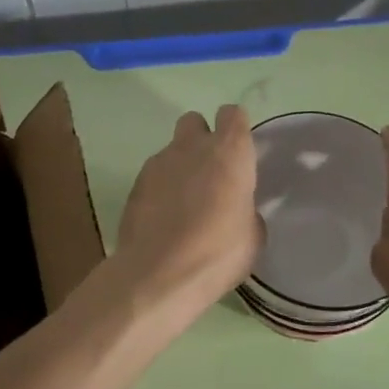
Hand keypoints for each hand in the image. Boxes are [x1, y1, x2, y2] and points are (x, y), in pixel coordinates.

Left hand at [111, 105, 259, 320]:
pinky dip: (161, 189)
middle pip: (195, 122)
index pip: (233, 115)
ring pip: (172, 150)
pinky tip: (165, 219)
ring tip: (185, 204)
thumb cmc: (218, 252)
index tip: (239, 153)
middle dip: (202, 139)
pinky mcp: (135, 184)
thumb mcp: (252, 235)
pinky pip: (154, 175)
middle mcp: (192, 147)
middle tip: (210, 173)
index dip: (236, 129)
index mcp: (229, 152)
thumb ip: (245, 208)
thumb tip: (237, 209)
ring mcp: (158, 162)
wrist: (159, 274)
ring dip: (180, 167)